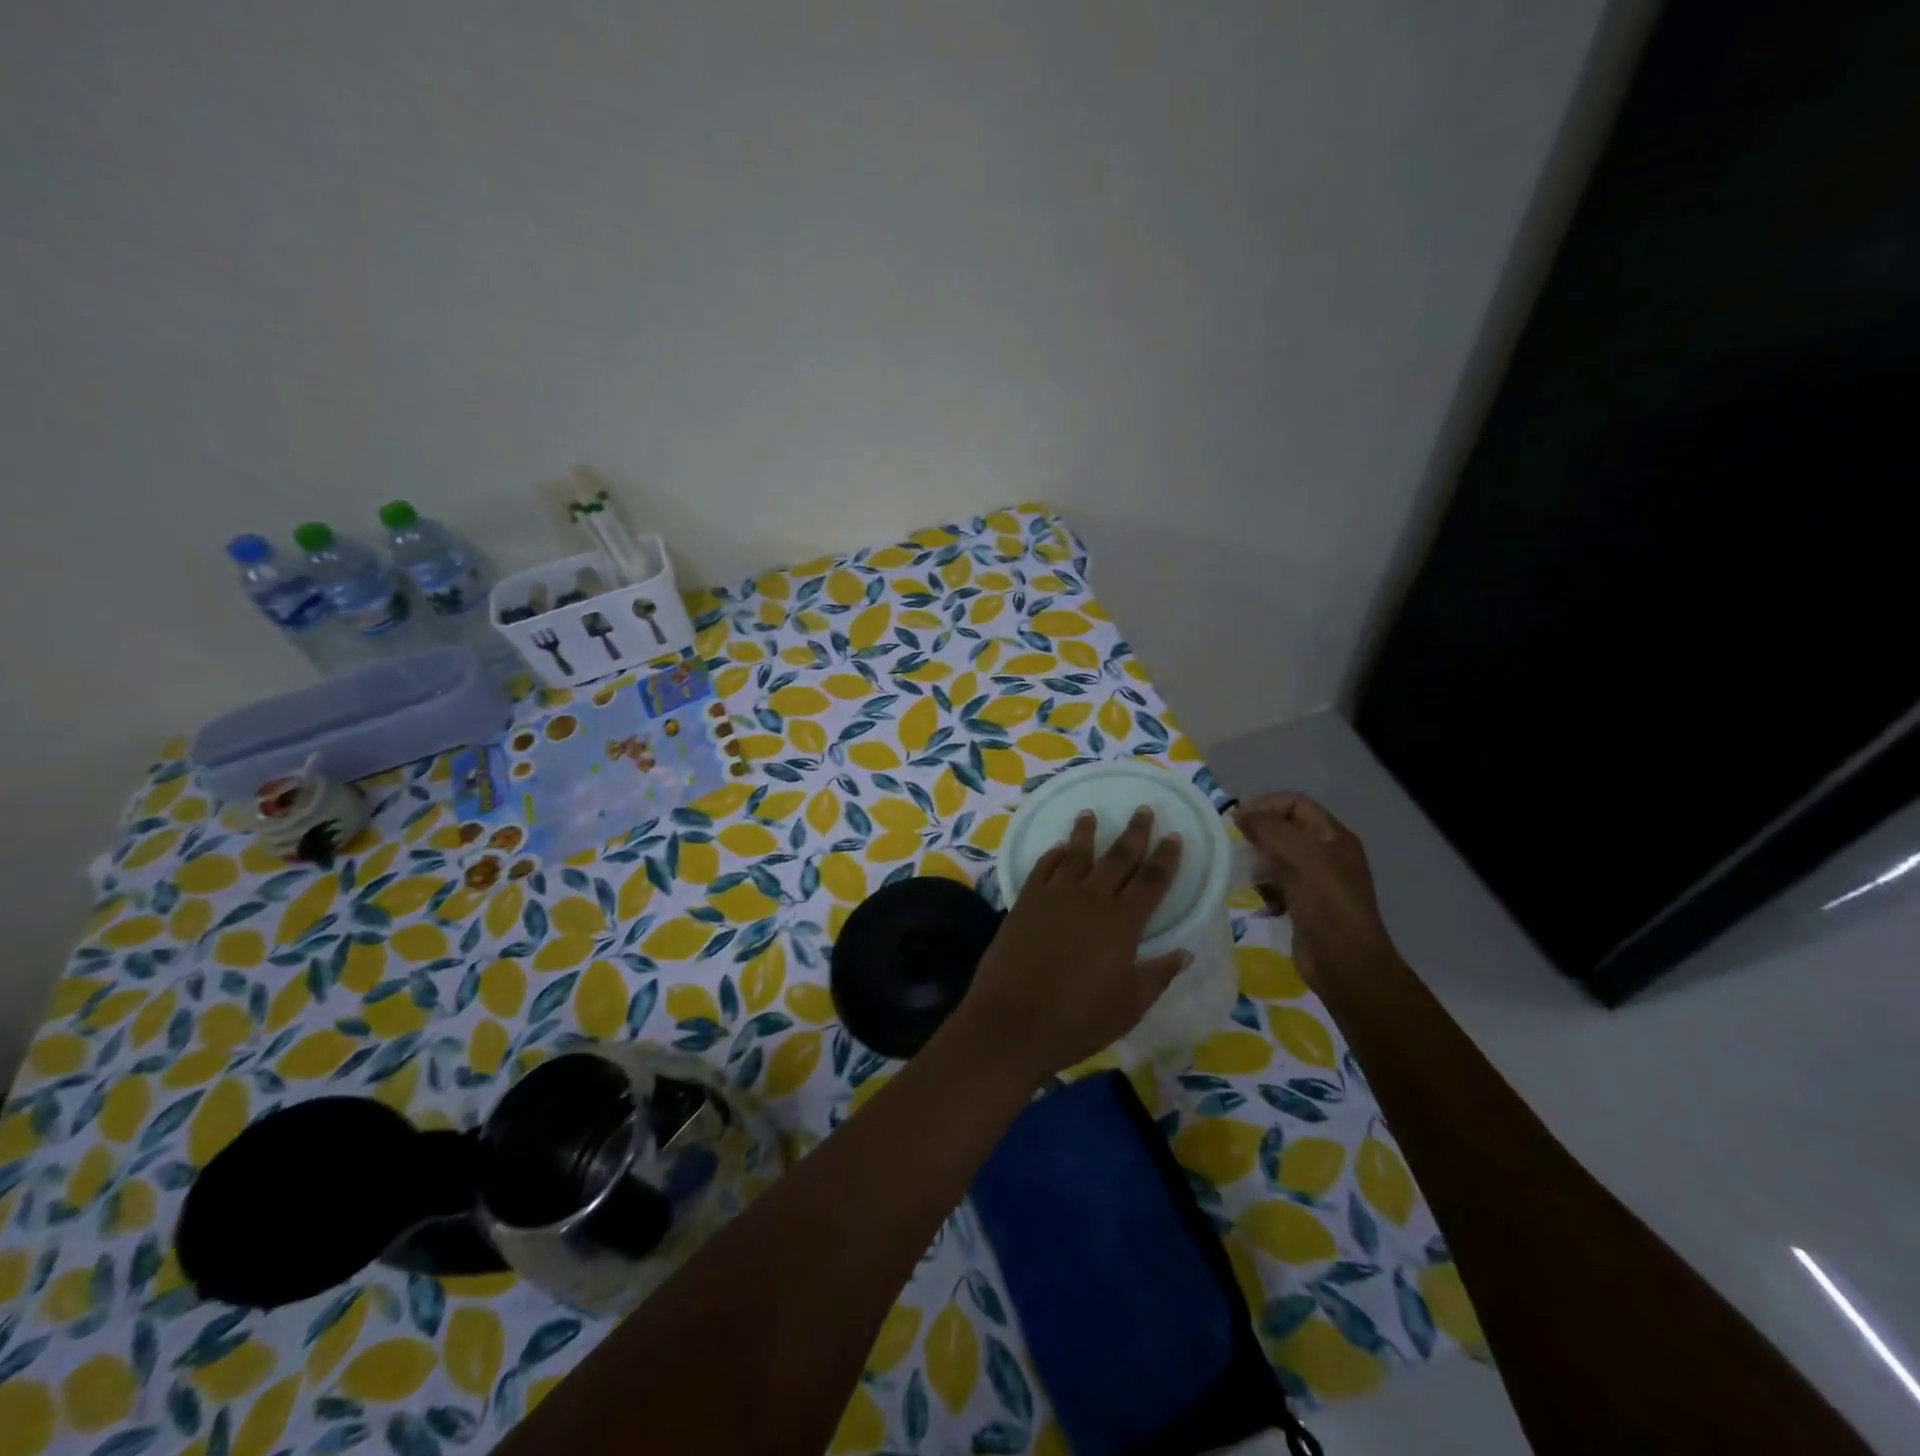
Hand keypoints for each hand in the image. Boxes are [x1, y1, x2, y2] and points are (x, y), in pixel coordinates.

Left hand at [957, 808, 1187, 1083]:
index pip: (1152, 881)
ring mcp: (1054, 897)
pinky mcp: (1025, 902)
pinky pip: (1043, 868)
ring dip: (1086, 833)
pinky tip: (1058, 849)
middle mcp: (1091, 899)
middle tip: (1143, 810)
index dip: (1166, 857)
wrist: (1012, 1021)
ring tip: (1090, 813)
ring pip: (1076, 854)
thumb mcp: (1129, 1005)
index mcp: (1122, 923)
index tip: (1174, 836)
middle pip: (1118, 857)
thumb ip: (1157, 975)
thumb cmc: (1078, 1020)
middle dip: (1134, 833)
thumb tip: (1185, 953)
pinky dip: (1053, 855)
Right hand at [1234, 792, 1395, 985]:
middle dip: (1259, 835)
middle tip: (1236, 849)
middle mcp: (1327, 854)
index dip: (1265, 805)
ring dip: (1258, 864)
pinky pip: (1277, 885)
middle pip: (1285, 829)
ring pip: (1278, 858)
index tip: (1237, 822)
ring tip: (1246, 876)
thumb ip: (1268, 829)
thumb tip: (1238, 814)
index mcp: (1333, 836)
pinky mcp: (1304, 905)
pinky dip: (1264, 889)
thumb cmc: (1326, 904)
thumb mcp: (1300, 857)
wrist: (1345, 964)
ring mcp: (1316, 881)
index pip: (1295, 803)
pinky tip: (1259, 902)